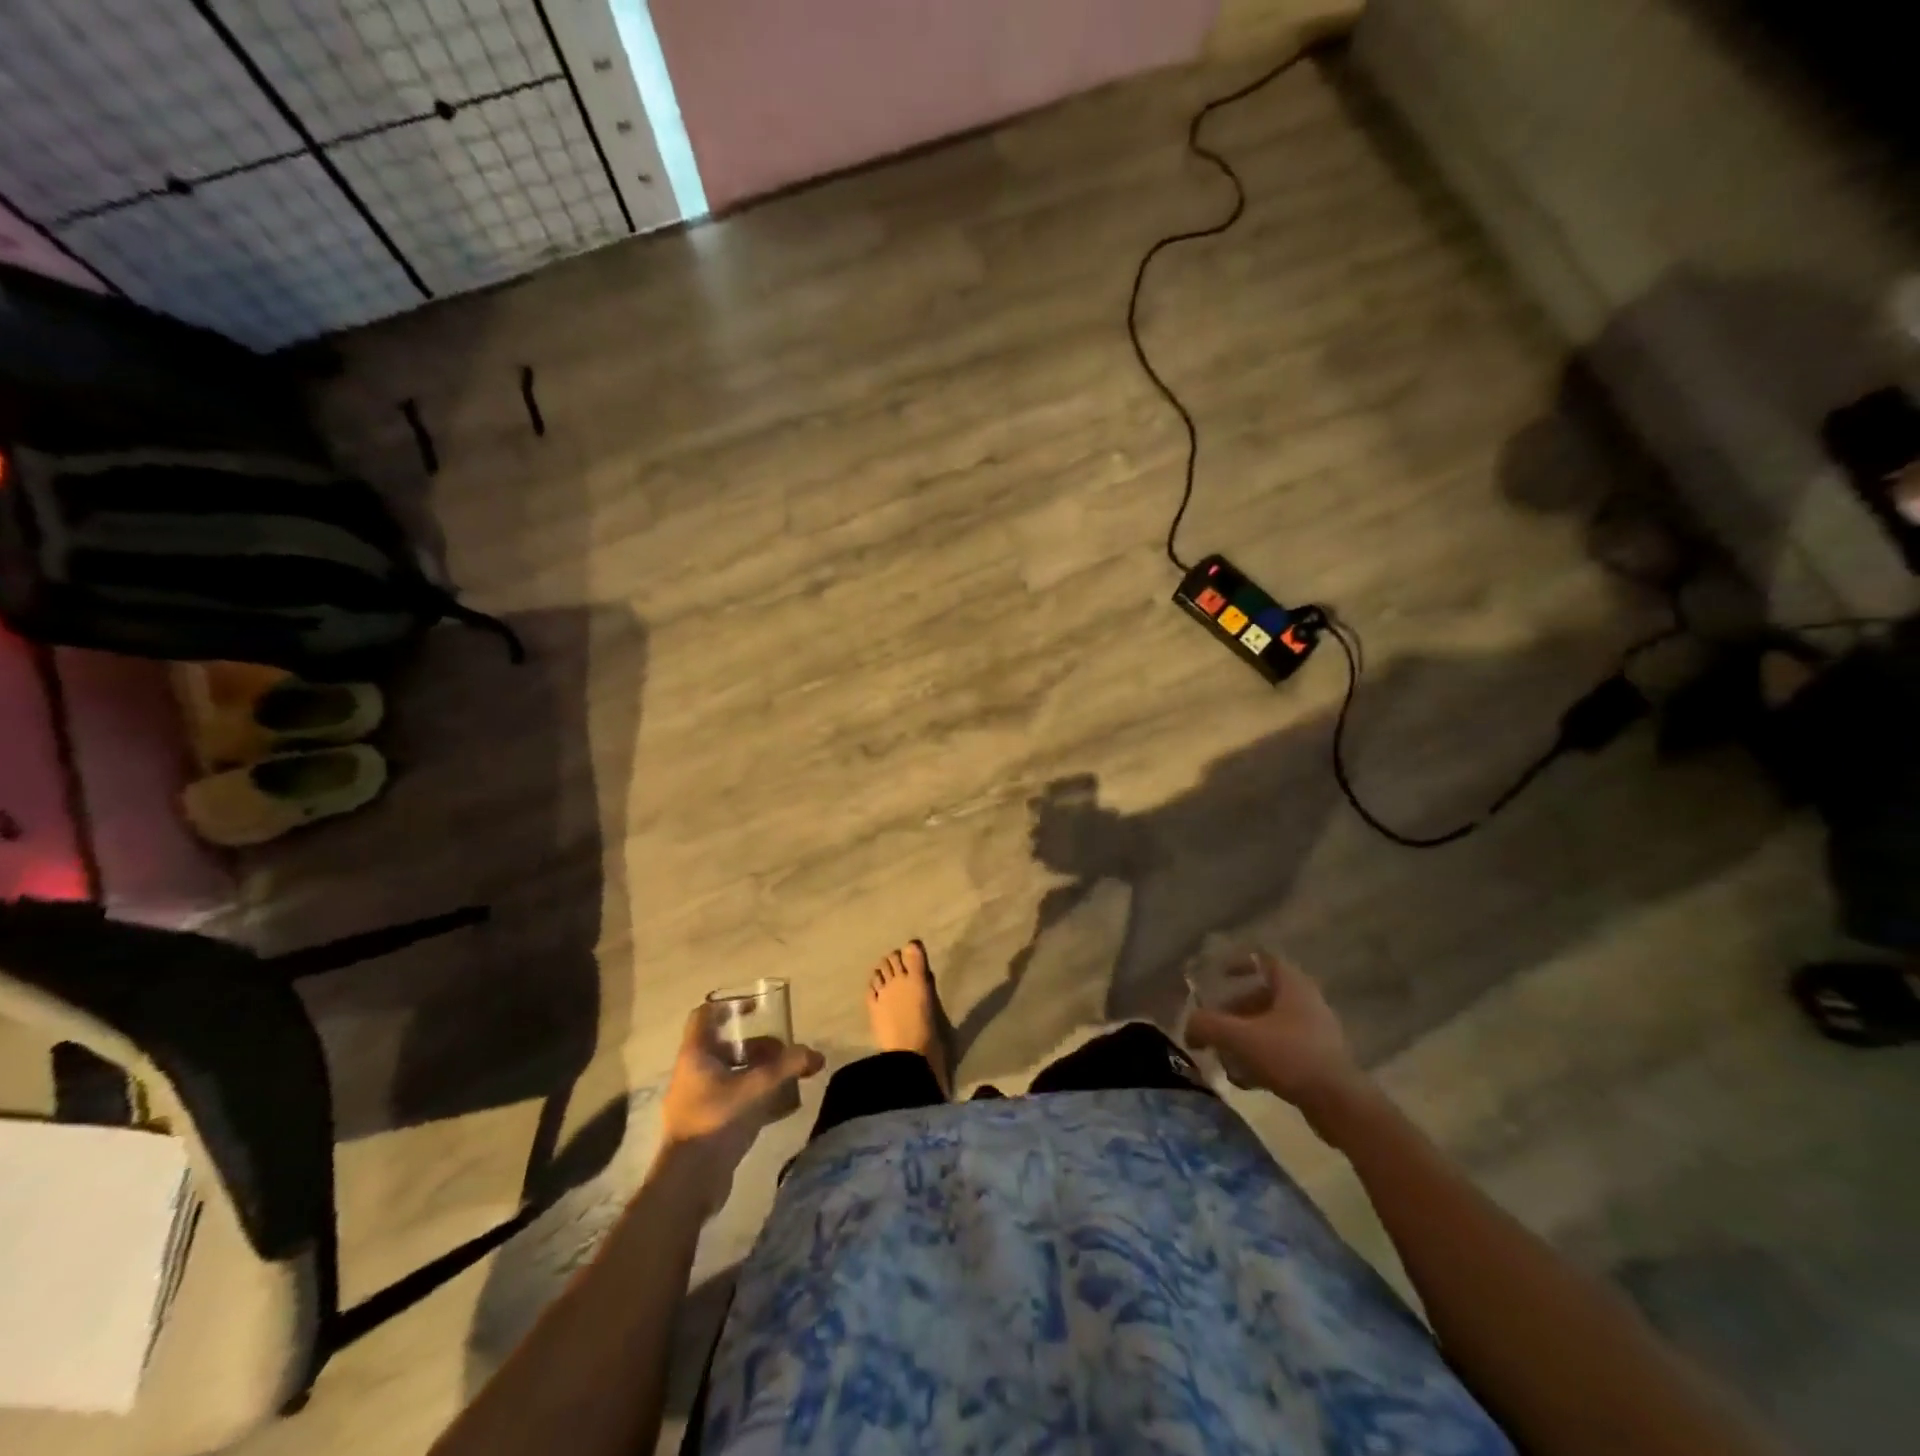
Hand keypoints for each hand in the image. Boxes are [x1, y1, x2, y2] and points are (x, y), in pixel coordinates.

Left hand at [657, 1007, 822, 1204]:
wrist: (689, 1183)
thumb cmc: (717, 1120)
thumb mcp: (758, 1087)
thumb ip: (788, 1066)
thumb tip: (815, 1055)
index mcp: (696, 1055)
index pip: (705, 1015)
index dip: (730, 1006)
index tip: (757, 1008)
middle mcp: (692, 1073)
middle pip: (727, 1046)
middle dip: (758, 1046)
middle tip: (785, 1052)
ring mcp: (696, 1101)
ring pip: (731, 1074)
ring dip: (759, 1071)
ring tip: (787, 1077)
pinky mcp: (705, 1125)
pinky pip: (732, 1099)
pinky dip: (754, 1095)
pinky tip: (778, 1105)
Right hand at [1185, 955, 1373, 1128]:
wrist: (1340, 1105)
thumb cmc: (1290, 1057)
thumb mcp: (1240, 1037)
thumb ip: (1207, 1026)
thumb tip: (1189, 1027)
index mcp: (1293, 986)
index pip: (1264, 960)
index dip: (1239, 963)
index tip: (1218, 976)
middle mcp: (1307, 1003)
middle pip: (1263, 996)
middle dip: (1235, 1010)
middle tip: (1215, 1023)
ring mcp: (1317, 1033)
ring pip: (1271, 1025)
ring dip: (1245, 1037)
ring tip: (1225, 1056)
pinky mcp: (1320, 1061)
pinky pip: (1283, 1049)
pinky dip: (1261, 1058)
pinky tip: (1246, 1080)